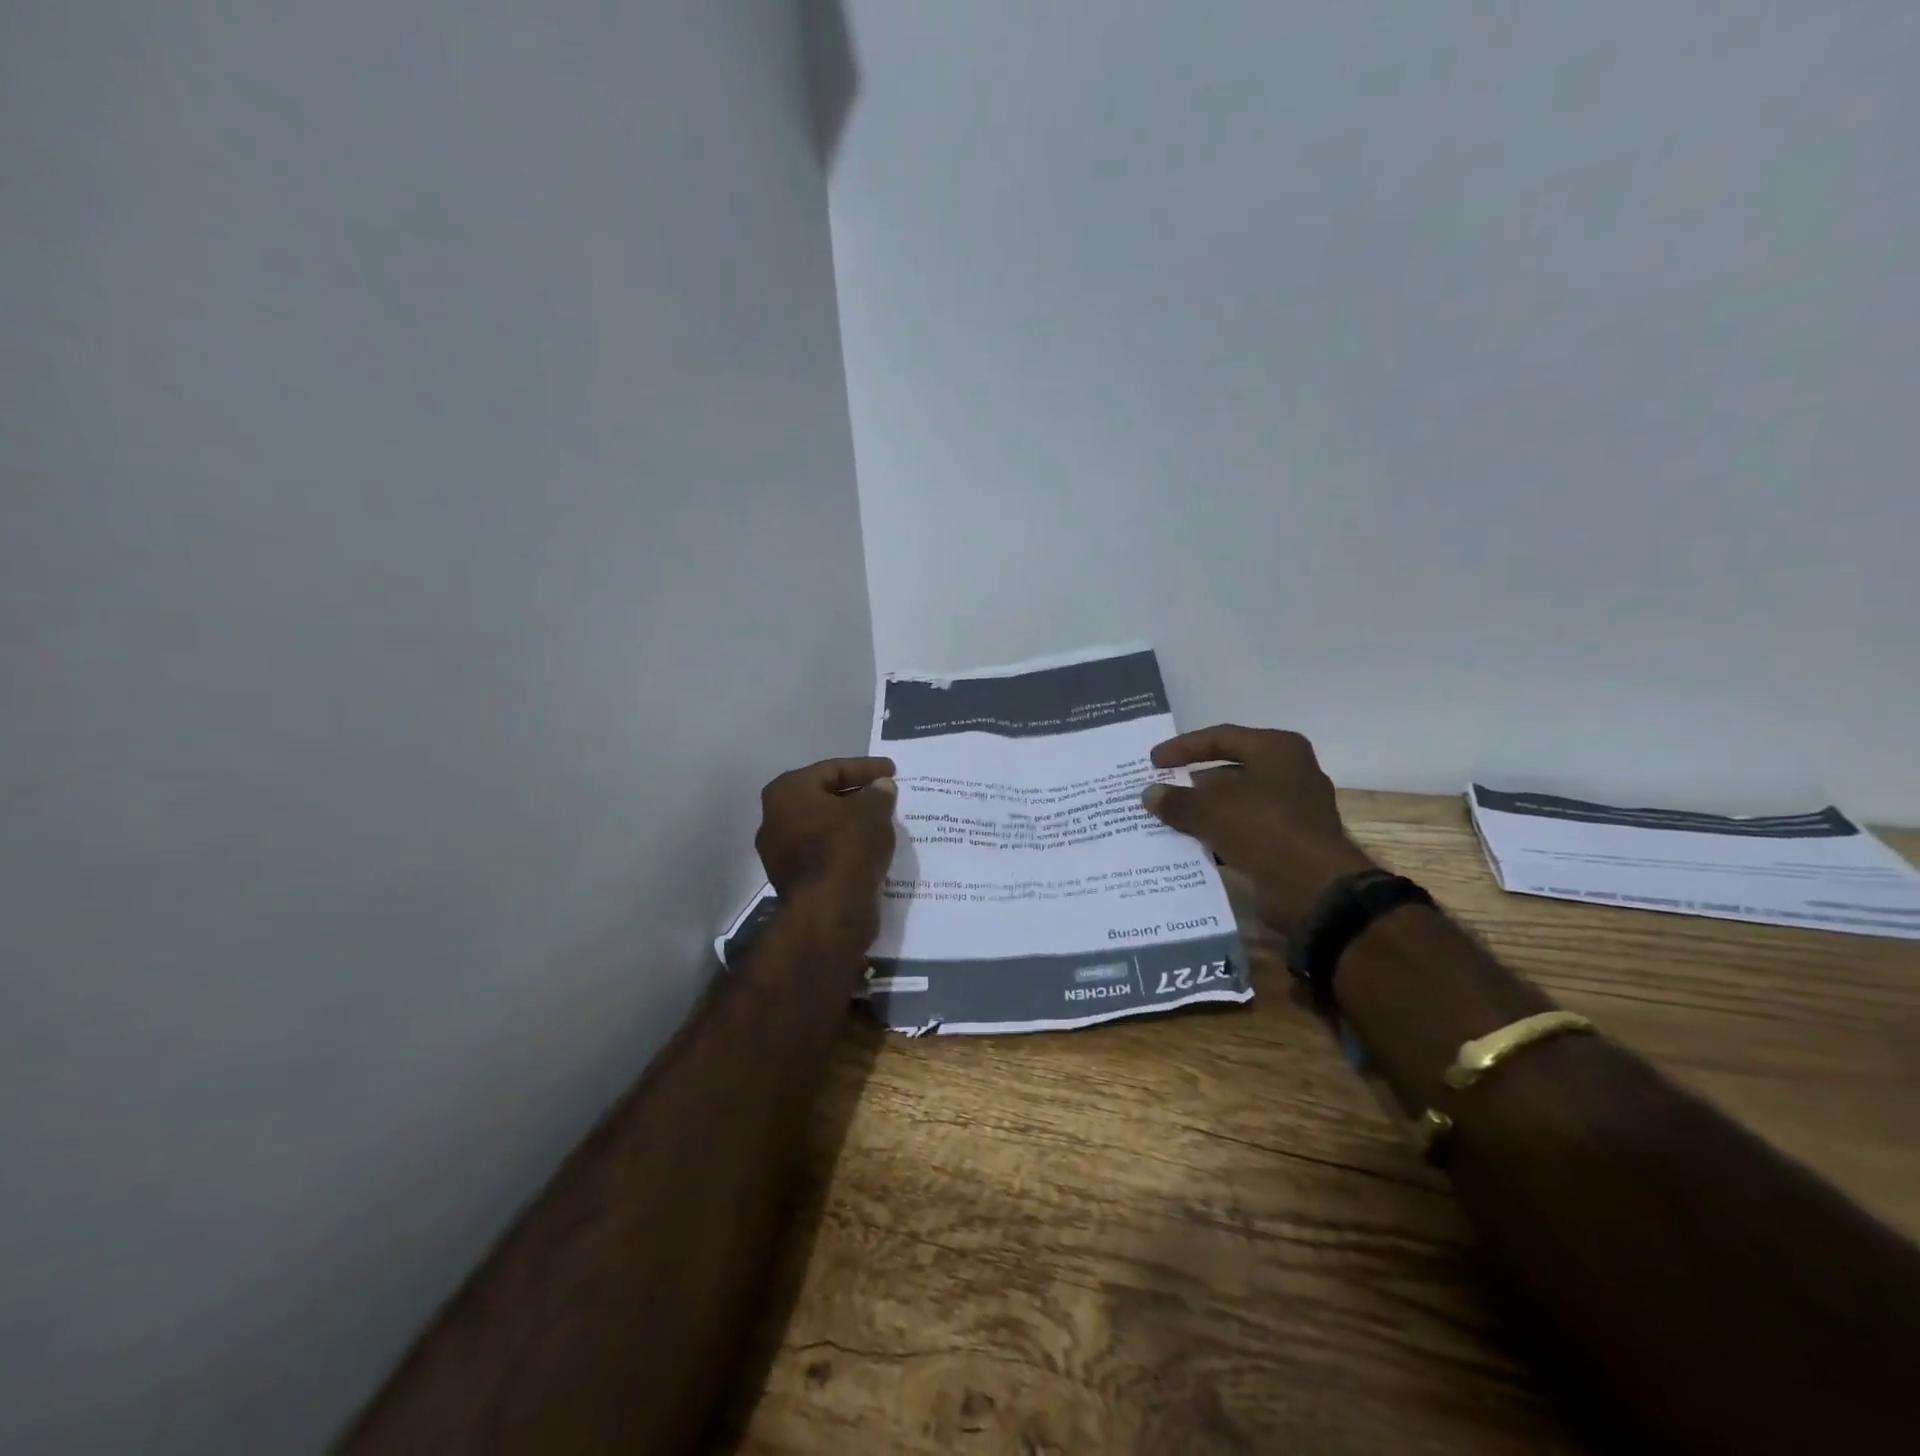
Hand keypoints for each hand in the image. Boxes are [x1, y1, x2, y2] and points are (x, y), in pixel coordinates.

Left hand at [755, 757, 897, 910]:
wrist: (829, 911)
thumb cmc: (847, 847)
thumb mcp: (873, 811)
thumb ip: (878, 793)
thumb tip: (880, 787)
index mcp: (787, 791)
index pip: (833, 769)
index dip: (866, 768)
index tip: (893, 771)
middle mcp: (774, 818)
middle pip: (824, 798)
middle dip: (856, 796)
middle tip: (886, 796)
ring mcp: (779, 852)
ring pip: (823, 828)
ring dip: (851, 824)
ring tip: (882, 823)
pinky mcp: (793, 880)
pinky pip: (824, 853)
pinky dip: (846, 847)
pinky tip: (869, 849)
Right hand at [1142, 726, 1375, 938]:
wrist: (1314, 889)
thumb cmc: (1264, 828)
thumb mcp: (1211, 809)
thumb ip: (1177, 800)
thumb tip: (1150, 794)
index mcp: (1278, 750)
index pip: (1221, 737)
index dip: (1183, 748)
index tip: (1153, 762)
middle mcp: (1289, 773)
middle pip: (1230, 770)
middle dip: (1192, 783)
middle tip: (1158, 791)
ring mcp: (1292, 810)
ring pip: (1235, 803)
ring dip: (1202, 812)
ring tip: (1165, 819)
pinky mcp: (1288, 843)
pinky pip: (1244, 831)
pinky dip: (1217, 835)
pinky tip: (1188, 845)